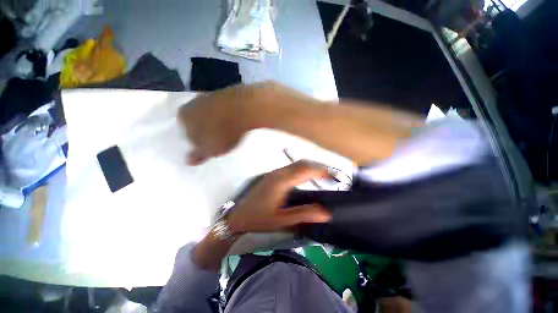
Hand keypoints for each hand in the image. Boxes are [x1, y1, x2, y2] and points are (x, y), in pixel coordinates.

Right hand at [178, 84, 265, 164]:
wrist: (243, 108)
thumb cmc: (222, 132)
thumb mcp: (210, 149)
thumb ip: (198, 155)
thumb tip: (188, 160)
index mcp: (183, 116)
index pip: (187, 134)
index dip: (199, 143)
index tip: (211, 147)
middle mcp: (193, 103)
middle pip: (199, 122)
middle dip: (208, 131)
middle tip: (222, 140)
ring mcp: (210, 96)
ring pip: (212, 114)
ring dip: (219, 123)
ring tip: (231, 133)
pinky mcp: (226, 93)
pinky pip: (225, 109)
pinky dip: (229, 116)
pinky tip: (237, 122)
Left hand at [226, 161, 331, 233]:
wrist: (238, 215)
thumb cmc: (259, 219)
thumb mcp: (282, 220)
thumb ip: (304, 215)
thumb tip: (326, 213)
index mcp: (282, 182)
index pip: (306, 170)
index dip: (322, 171)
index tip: (335, 177)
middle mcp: (279, 173)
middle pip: (303, 163)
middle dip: (319, 167)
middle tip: (331, 176)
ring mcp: (275, 172)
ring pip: (297, 164)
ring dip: (311, 167)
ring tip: (322, 176)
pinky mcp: (273, 175)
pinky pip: (292, 167)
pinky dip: (303, 169)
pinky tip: (307, 177)